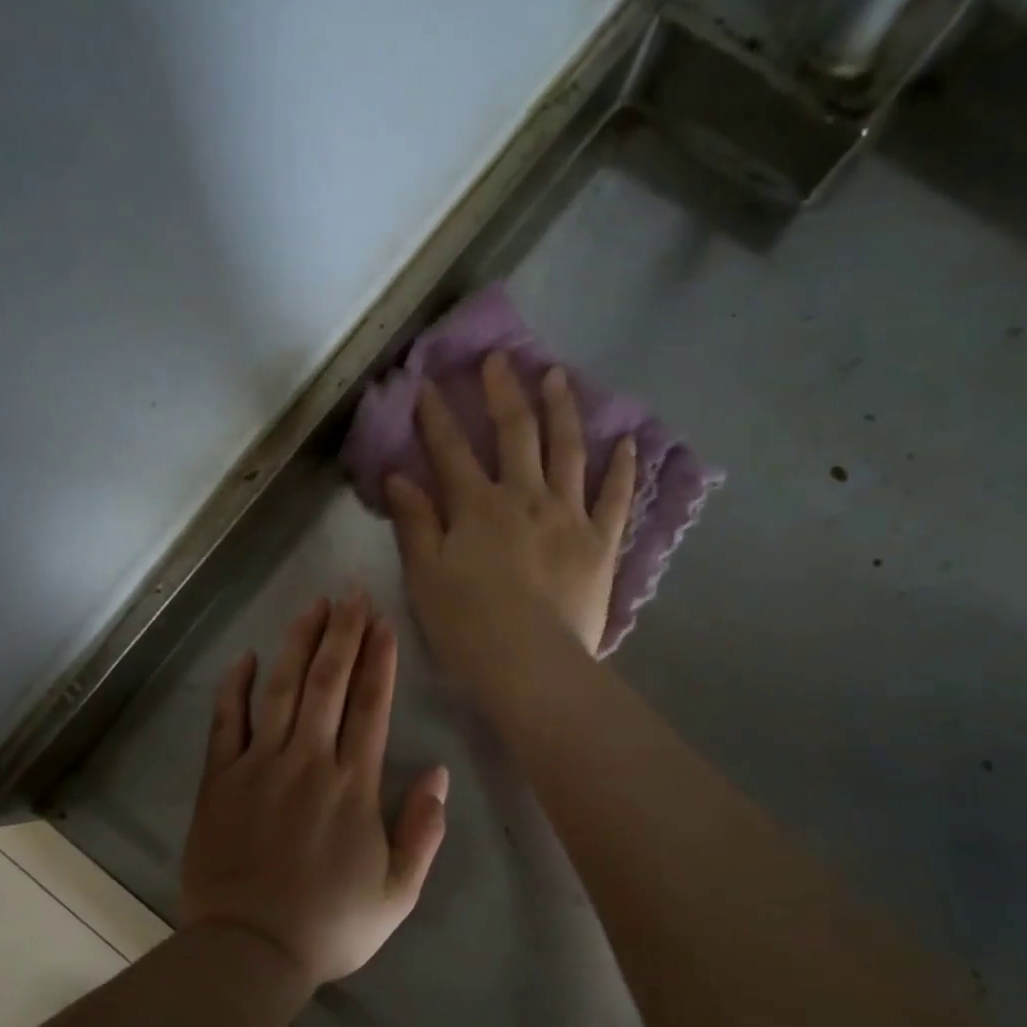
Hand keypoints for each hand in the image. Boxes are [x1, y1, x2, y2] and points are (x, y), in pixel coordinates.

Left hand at [179, 593, 449, 989]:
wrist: (249, 952)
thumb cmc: (330, 925)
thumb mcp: (398, 892)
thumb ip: (423, 831)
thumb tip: (439, 774)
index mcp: (353, 785)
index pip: (371, 705)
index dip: (380, 659)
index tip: (384, 621)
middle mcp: (308, 761)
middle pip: (328, 683)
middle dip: (343, 633)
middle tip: (351, 592)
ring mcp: (259, 766)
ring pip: (281, 690)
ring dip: (298, 643)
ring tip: (313, 606)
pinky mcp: (220, 779)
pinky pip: (226, 722)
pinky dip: (234, 687)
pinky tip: (245, 657)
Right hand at [386, 353, 635, 682]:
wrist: (530, 666)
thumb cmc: (467, 626)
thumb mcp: (425, 575)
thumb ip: (414, 523)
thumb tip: (398, 477)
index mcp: (477, 506)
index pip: (451, 450)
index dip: (436, 416)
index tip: (428, 385)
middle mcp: (525, 497)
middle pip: (515, 433)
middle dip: (503, 392)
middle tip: (500, 360)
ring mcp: (569, 516)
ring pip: (568, 451)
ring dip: (562, 410)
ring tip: (557, 377)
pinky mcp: (601, 543)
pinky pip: (616, 498)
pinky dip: (622, 469)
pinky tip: (628, 442)